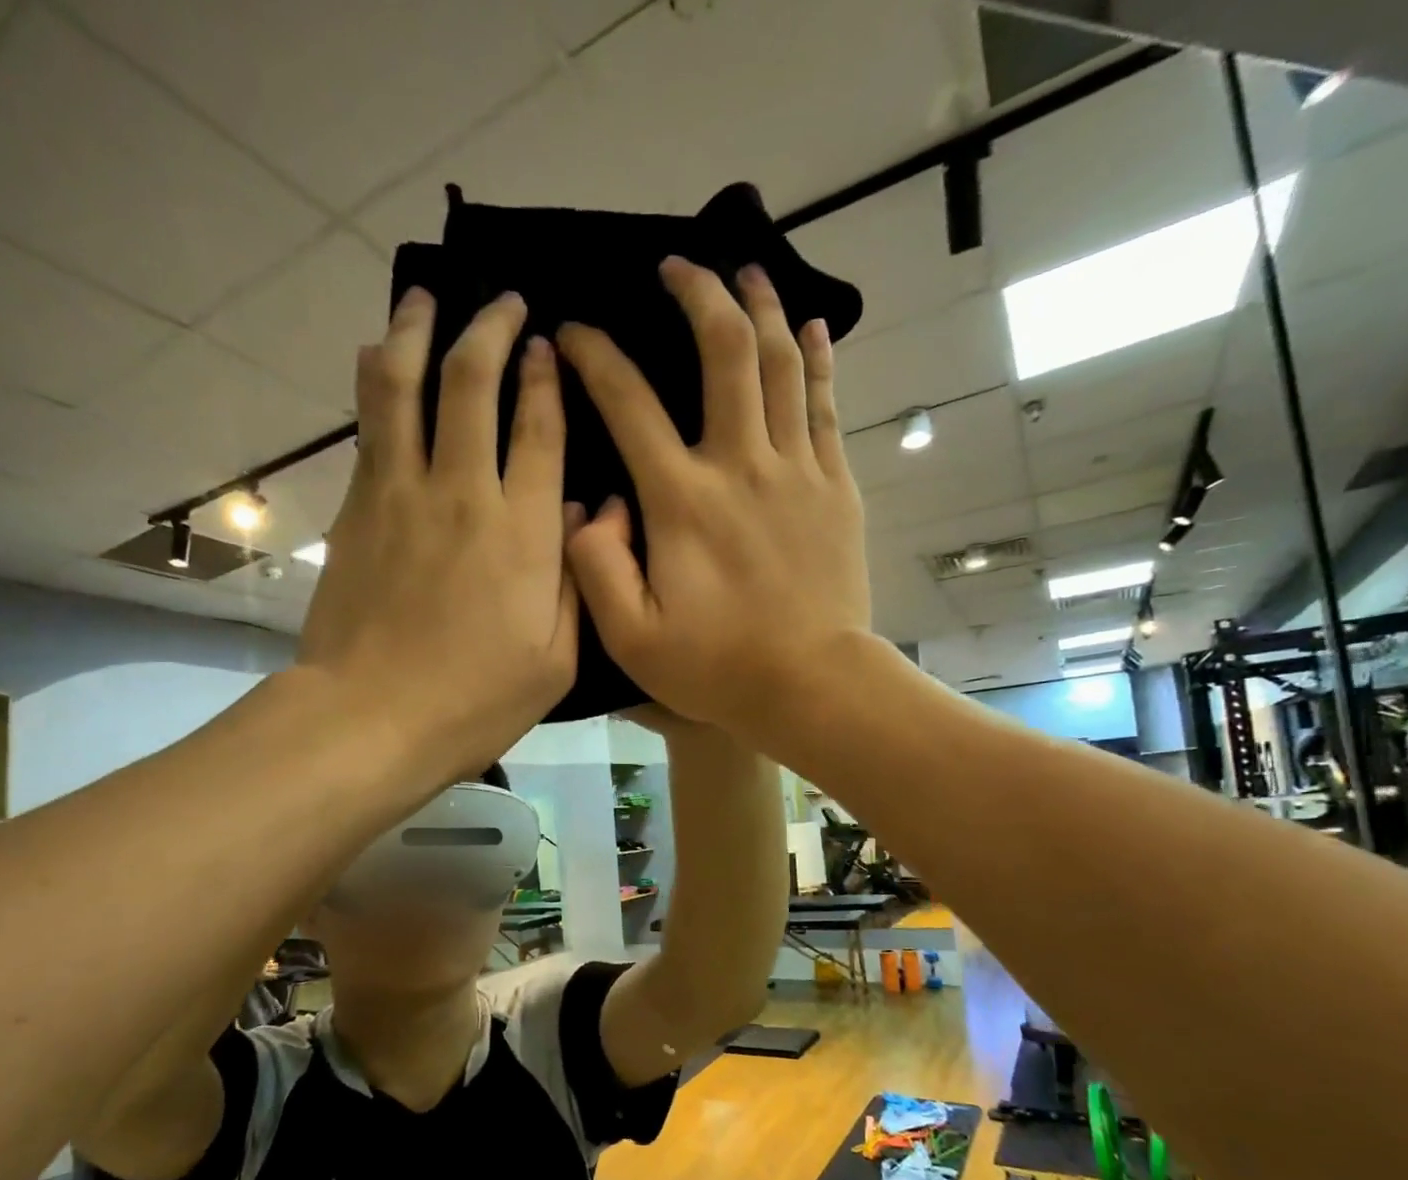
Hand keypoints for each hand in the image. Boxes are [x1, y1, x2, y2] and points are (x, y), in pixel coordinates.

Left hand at [301, 289, 576, 781]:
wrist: (370, 718)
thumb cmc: (474, 701)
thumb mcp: (557, 661)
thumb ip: (577, 580)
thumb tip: (586, 511)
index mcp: (522, 532)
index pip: (540, 429)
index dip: (547, 379)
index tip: (549, 345)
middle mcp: (462, 493)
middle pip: (472, 384)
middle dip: (490, 330)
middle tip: (503, 304)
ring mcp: (400, 493)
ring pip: (406, 386)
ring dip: (419, 331)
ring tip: (428, 297)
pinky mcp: (356, 508)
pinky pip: (371, 425)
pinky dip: (379, 381)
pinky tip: (383, 357)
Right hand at [555, 259, 870, 739]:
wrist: (812, 685)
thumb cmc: (717, 668)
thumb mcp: (631, 638)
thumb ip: (595, 568)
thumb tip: (587, 506)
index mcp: (681, 500)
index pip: (629, 403)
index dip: (595, 357)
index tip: (573, 332)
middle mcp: (740, 465)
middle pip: (723, 351)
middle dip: (696, 294)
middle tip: (675, 266)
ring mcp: (795, 470)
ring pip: (781, 362)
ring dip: (761, 307)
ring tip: (744, 271)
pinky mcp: (834, 486)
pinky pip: (825, 404)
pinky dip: (817, 358)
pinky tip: (811, 326)